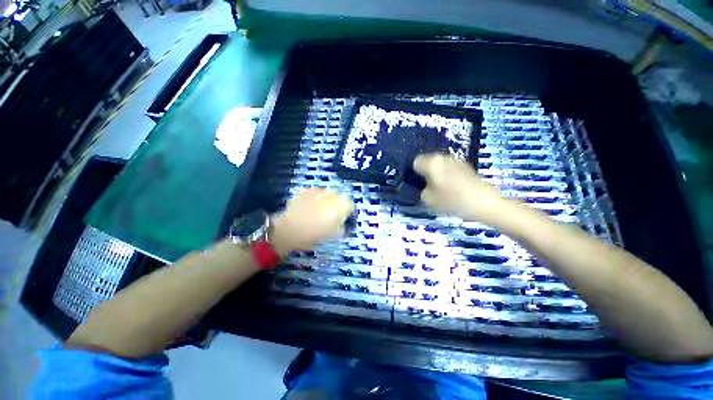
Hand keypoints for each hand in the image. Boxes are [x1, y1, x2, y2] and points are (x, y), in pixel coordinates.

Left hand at [270, 188, 353, 254]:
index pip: (351, 207)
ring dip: (325, 203)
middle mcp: (333, 193)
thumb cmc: (317, 233)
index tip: (344, 222)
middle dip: (337, 207)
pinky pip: (314, 195)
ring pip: (326, 196)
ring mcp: (318, 190)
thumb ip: (343, 228)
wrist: (291, 230)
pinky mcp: (306, 190)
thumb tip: (342, 225)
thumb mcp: (336, 235)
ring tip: (317, 214)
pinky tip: (308, 210)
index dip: (349, 216)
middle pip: (339, 199)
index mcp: (343, 203)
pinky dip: (313, 200)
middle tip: (331, 219)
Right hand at [413, 153, 505, 223]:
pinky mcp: (466, 166)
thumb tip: (425, 186)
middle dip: (426, 173)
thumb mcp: (430, 200)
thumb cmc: (453, 201)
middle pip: (428, 162)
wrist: (485, 203)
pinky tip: (453, 188)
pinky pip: (449, 168)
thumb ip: (422, 191)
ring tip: (442, 189)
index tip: (419, 184)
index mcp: (432, 163)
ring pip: (439, 165)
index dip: (415, 173)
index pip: (416, 162)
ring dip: (437, 174)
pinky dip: (447, 175)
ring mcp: (456, 160)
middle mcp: (443, 158)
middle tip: (429, 187)